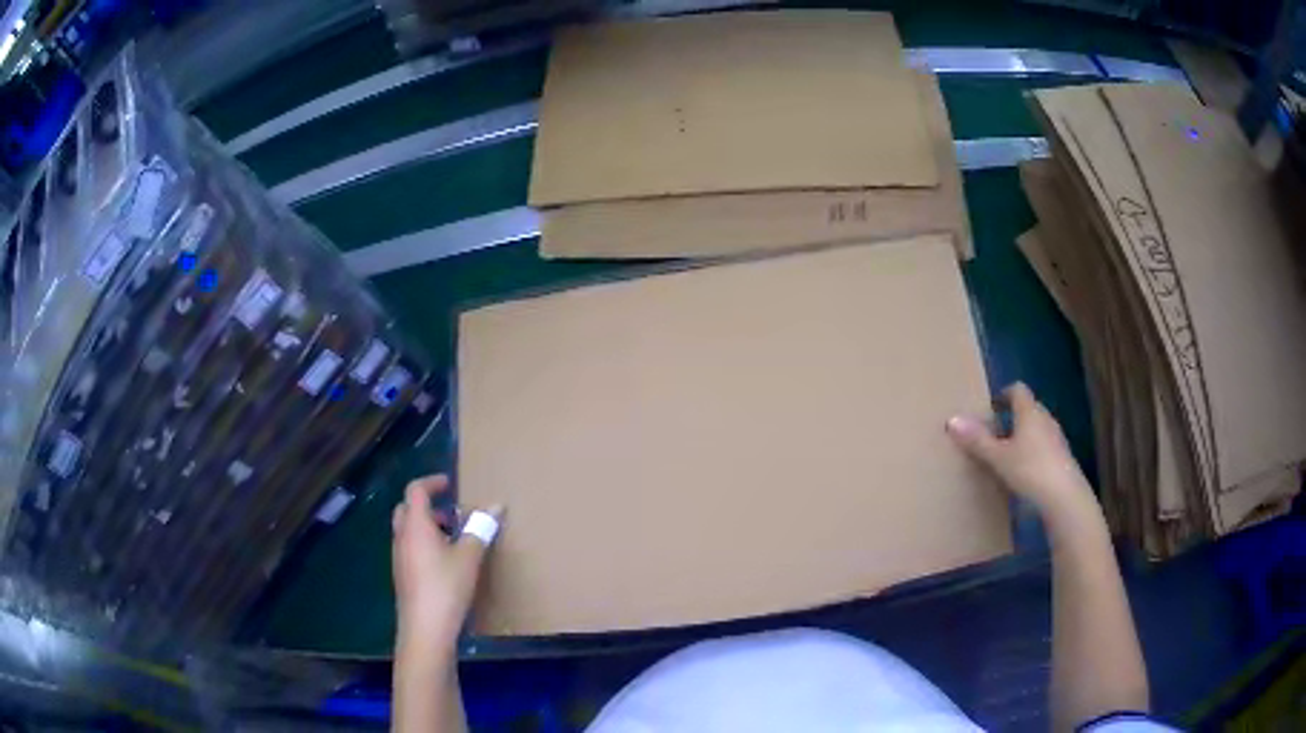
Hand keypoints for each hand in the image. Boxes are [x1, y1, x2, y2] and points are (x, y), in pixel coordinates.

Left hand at [392, 475, 501, 647]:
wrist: (425, 628)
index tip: (450, 484)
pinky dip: (424, 544)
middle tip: (452, 514)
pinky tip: (445, 564)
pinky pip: (410, 548)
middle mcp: (402, 536)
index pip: (416, 490)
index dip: (432, 482)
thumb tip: (495, 506)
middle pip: (406, 508)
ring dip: (427, 526)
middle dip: (428, 505)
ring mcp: (399, 557)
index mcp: (415, 525)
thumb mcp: (469, 557)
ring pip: (408, 530)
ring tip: (454, 539)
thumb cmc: (446, 587)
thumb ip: (480, 529)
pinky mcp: (402, 575)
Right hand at [946, 382, 1097, 520]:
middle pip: (1029, 408)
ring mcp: (1057, 438)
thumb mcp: (998, 457)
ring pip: (1038, 427)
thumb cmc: (1030, 470)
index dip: (1004, 394)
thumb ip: (977, 440)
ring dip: (1025, 434)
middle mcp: (1045, 418)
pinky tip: (1025, 471)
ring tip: (1009, 453)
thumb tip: (952, 419)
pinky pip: (1045, 445)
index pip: (1018, 389)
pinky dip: (1034, 451)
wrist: (1063, 497)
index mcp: (1029, 411)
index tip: (992, 406)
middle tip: (996, 431)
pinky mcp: (1063, 457)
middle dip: (1013, 416)